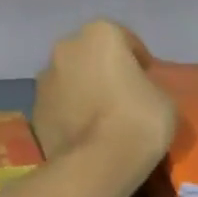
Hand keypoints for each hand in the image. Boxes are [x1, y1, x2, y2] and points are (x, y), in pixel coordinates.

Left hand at [32, 21, 175, 177]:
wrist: (96, 162)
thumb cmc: (138, 120)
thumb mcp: (164, 98)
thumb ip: (146, 85)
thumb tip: (134, 91)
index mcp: (99, 34)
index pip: (124, 39)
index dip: (138, 60)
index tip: (147, 80)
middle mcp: (66, 48)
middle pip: (90, 55)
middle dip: (104, 70)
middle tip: (123, 96)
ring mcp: (44, 78)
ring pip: (70, 78)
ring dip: (82, 90)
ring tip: (101, 118)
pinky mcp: (34, 109)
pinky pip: (58, 105)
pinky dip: (68, 112)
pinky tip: (84, 133)